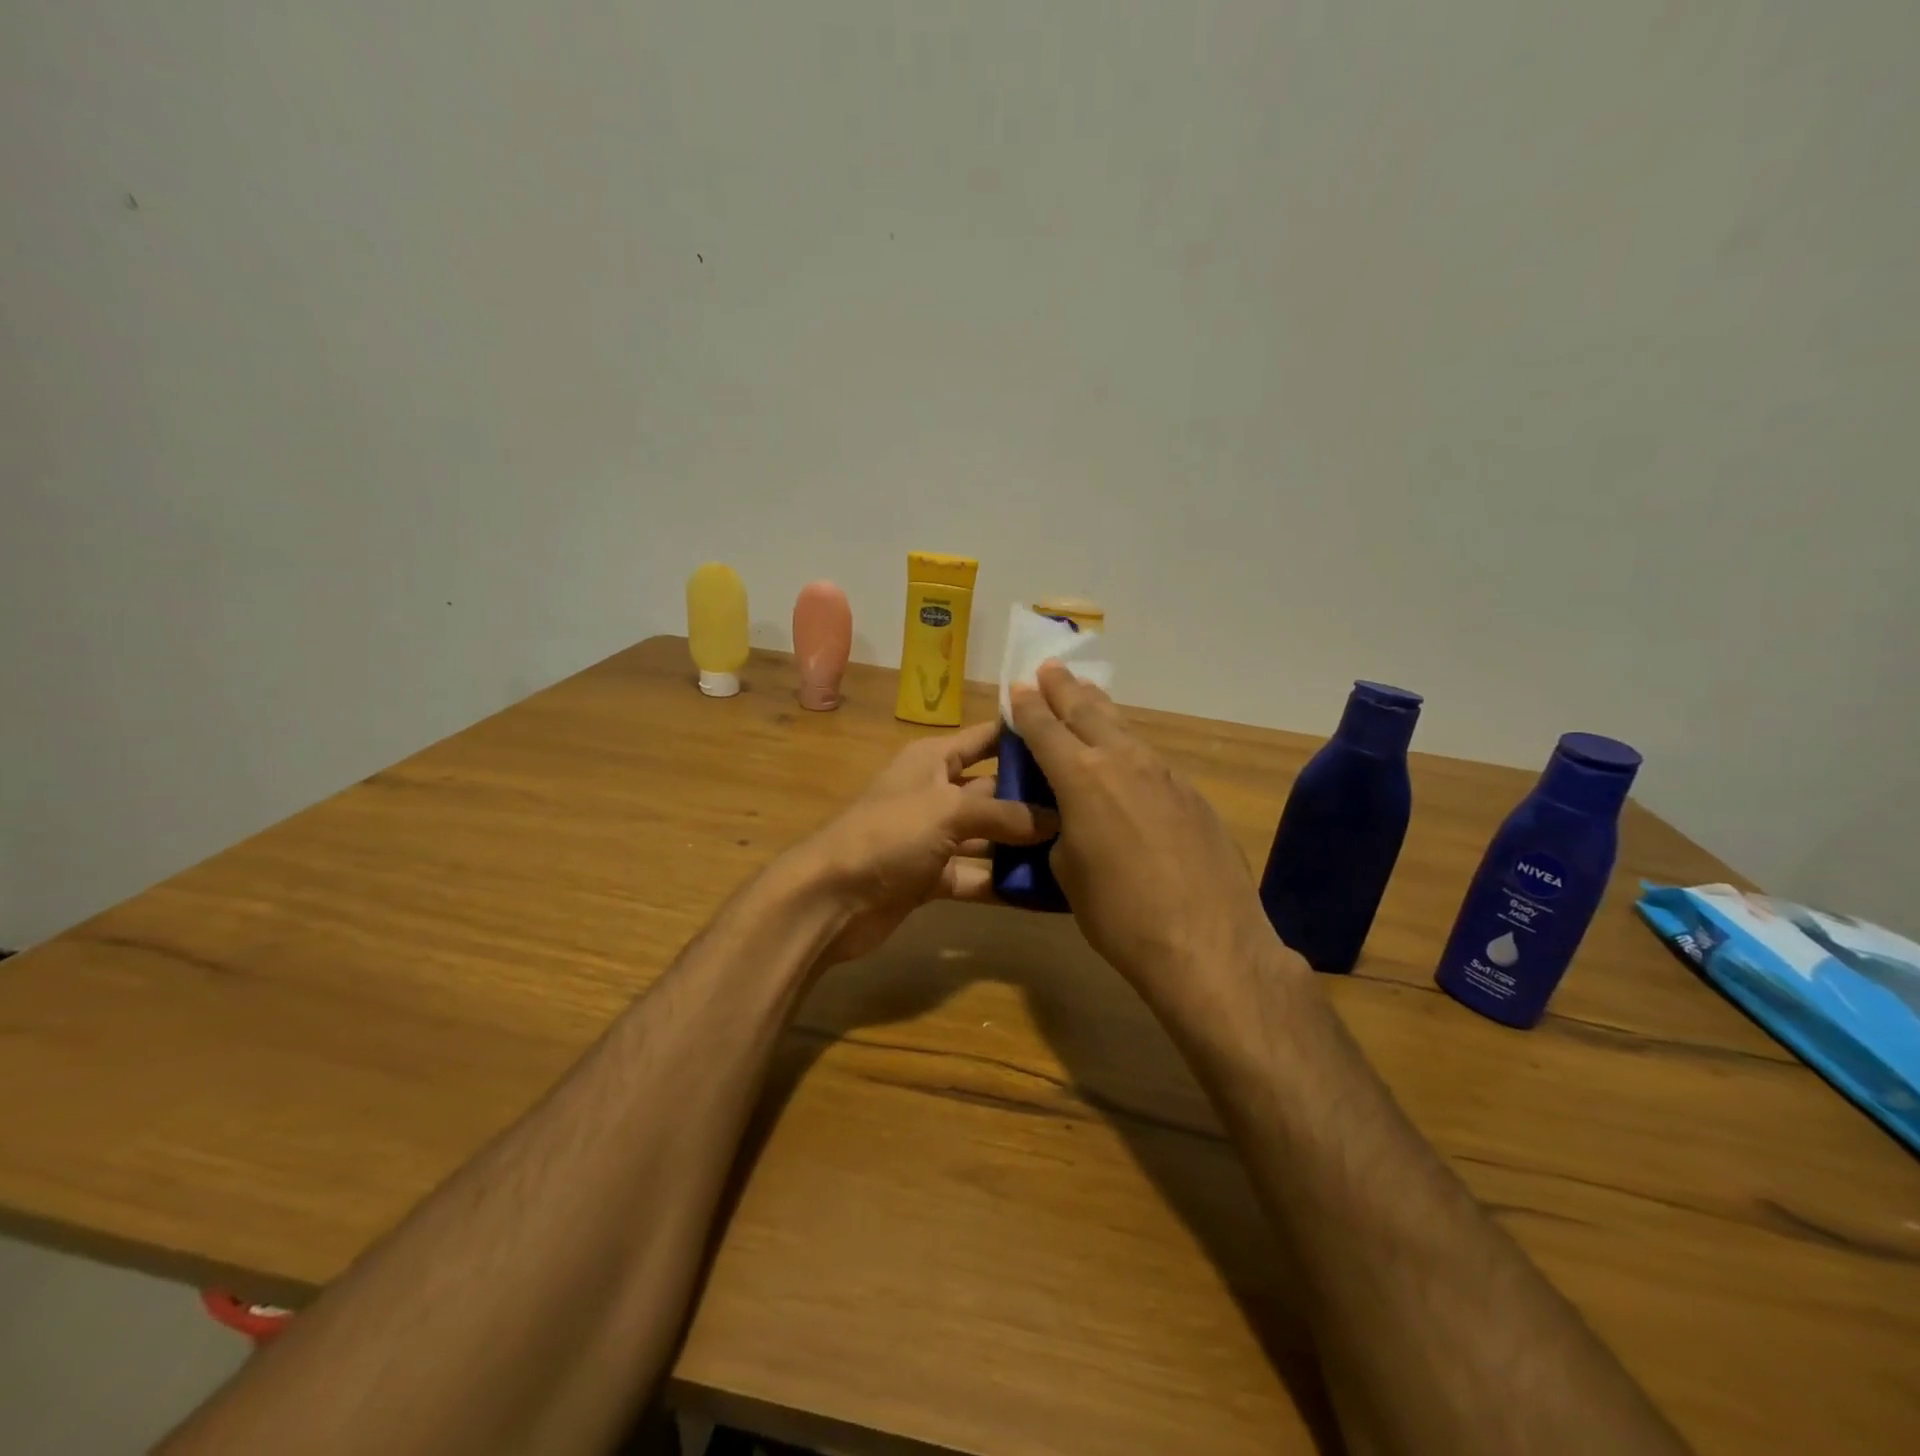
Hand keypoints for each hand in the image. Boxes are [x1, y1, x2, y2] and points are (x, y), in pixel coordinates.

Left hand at [791, 719, 1056, 965]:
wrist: (830, 898)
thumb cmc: (889, 834)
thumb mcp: (949, 811)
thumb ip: (1005, 814)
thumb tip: (1057, 820)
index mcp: (934, 759)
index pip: (987, 738)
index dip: (1024, 736)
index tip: (1071, 738)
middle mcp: (936, 791)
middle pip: (995, 789)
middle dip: (1035, 798)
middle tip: (1089, 806)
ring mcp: (934, 837)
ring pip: (989, 836)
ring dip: (1024, 845)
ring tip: (1079, 849)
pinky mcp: (933, 877)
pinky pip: (976, 875)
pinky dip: (1003, 882)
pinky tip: (1045, 891)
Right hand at [1010, 663, 1281, 998]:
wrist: (1206, 942)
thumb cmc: (1119, 913)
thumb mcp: (1068, 873)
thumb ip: (1062, 833)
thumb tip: (1073, 820)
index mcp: (1081, 778)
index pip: (1045, 729)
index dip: (1028, 708)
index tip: (1018, 687)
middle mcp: (1122, 762)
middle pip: (1087, 713)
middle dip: (1064, 689)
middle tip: (1050, 669)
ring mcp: (1164, 774)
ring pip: (1124, 729)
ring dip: (1100, 709)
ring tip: (1087, 693)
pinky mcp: (1192, 794)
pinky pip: (1150, 758)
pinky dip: (1130, 745)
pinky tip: (1127, 753)